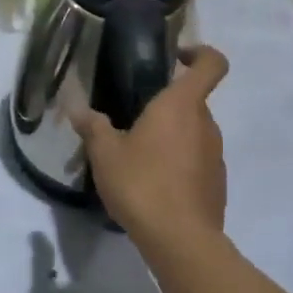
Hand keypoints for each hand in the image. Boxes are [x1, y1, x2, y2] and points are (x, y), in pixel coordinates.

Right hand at [73, 45, 227, 243]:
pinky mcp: (217, 183)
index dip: (200, 52)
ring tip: (136, 159)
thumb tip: (76, 106)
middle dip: (165, 107)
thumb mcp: (105, 153)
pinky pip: (196, 161)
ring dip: (169, 138)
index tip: (176, 57)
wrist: (180, 240)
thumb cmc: (142, 183)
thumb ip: (92, 126)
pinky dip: (178, 165)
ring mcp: (216, 155)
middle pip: (192, 101)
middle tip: (131, 123)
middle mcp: (206, 124)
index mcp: (181, 105)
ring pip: (193, 133)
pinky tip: (152, 186)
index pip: (211, 63)